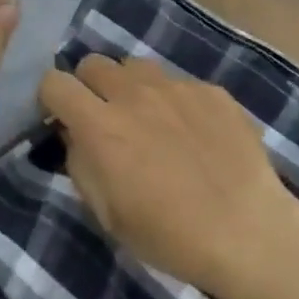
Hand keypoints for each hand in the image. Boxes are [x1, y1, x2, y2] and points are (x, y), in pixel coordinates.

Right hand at [39, 56, 298, 298]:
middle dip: (89, 86)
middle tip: (104, 118)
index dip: (52, 99)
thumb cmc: (169, 236)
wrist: (247, 231)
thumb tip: (75, 135)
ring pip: (136, 66)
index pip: (55, 83)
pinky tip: (193, 134)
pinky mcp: (210, 90)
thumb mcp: (107, 214)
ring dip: (130, 87)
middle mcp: (134, 94)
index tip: (62, 118)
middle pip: (93, 63)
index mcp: (100, 126)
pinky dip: (174, 101)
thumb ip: (81, 164)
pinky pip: (178, 83)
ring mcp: (176, 87)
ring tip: (149, 120)